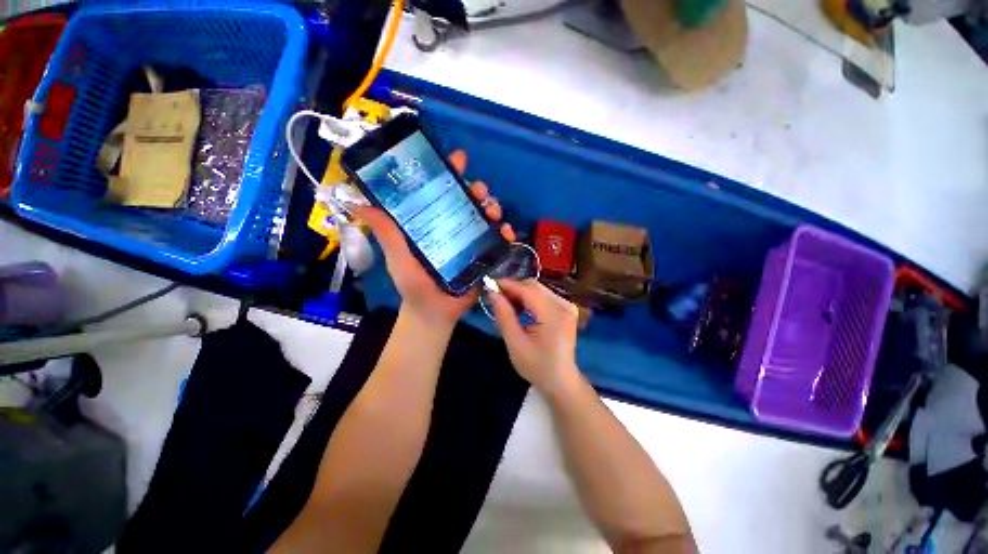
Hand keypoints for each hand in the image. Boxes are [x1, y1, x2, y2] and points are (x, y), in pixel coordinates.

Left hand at [355, 150, 515, 328]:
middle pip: (468, 199)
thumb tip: (360, 203)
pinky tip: (506, 233)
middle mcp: (452, 226)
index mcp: (431, 222)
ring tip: (494, 212)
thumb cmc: (414, 286)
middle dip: (477, 189)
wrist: (436, 313)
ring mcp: (471, 240)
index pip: (440, 191)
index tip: (458, 159)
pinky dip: (504, 232)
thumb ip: (387, 234)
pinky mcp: (485, 255)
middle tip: (479, 190)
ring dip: (493, 208)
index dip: (449, 172)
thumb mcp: (398, 258)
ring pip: (485, 216)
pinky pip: (498, 239)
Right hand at [487, 279, 580, 393]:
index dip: (507, 284)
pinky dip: (529, 298)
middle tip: (495, 297)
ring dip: (520, 293)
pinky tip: (520, 308)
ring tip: (506, 305)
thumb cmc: (537, 366)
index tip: (488, 284)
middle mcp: (564, 305)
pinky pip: (544, 295)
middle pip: (534, 286)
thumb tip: (492, 292)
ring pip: (538, 289)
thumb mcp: (515, 343)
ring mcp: (567, 306)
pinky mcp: (566, 308)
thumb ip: (504, 315)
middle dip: (513, 288)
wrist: (561, 381)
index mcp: (554, 315)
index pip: (528, 290)